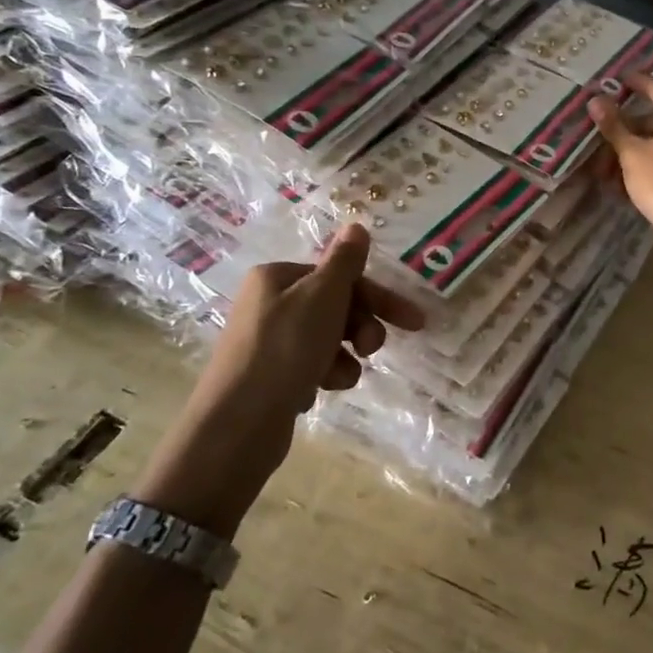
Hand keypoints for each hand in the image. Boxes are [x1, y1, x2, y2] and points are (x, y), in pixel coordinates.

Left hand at [131, 224, 424, 538]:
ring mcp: (267, 341)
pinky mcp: (269, 376)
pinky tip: (315, 391)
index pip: (341, 277)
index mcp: (277, 277)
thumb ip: (345, 261)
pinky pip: (311, 366)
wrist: (238, 426)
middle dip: (361, 328)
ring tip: (339, 378)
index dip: (378, 298)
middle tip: (372, 350)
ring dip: (344, 357)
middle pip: (336, 306)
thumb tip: (356, 226)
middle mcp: (269, 303)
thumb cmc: (285, 350)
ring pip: (328, 339)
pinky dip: (322, 376)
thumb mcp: (322, 296)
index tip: (414, 322)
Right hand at [588, 71, 652, 267]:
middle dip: (626, 124)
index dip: (632, 82)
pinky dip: (646, 161)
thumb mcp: (632, 153)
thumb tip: (596, 99)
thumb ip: (614, 125)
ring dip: (632, 148)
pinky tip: (622, 182)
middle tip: (602, 131)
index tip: (613, 82)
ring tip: (604, 169)